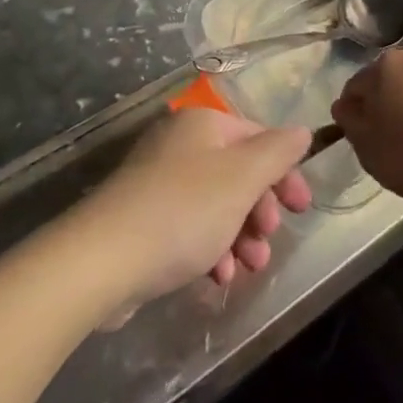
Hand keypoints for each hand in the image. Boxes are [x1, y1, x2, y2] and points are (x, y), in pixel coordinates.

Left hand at [80, 109, 311, 313]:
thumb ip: (278, 152)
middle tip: (269, 240)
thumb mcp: (242, 178)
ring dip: (240, 236)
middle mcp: (181, 144)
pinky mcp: (143, 219)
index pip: (259, 138)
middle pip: (238, 172)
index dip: (285, 172)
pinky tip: (217, 278)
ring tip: (249, 268)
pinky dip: (210, 248)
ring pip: (216, 204)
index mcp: (204, 124)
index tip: (301, 209)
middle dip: (260, 210)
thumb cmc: (183, 211)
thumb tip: (301, 131)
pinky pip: (190, 227)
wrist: (101, 260)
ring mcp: (158, 181)